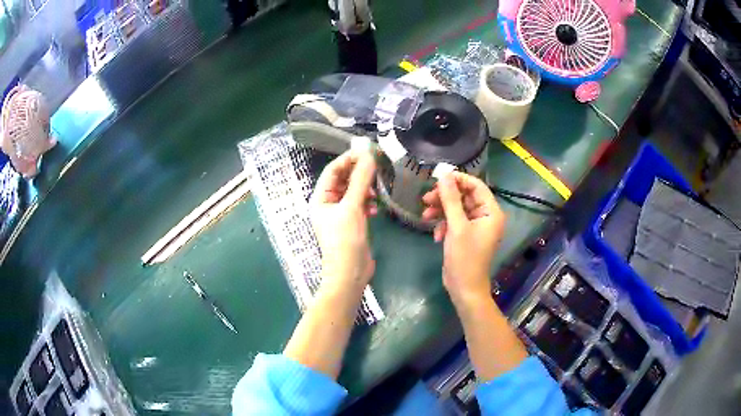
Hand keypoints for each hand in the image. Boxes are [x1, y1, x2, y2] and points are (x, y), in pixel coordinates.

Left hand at [310, 150, 377, 293]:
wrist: (349, 273)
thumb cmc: (345, 240)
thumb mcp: (352, 208)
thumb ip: (360, 181)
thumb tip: (368, 156)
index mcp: (320, 198)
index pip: (332, 171)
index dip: (348, 159)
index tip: (367, 152)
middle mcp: (328, 204)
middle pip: (343, 180)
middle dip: (358, 174)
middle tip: (377, 167)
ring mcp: (340, 214)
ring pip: (353, 192)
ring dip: (365, 189)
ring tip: (376, 192)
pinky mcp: (352, 222)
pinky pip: (360, 204)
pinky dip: (368, 203)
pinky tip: (375, 208)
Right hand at [421, 173, 504, 306]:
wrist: (464, 289)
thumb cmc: (465, 258)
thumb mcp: (457, 227)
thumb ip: (451, 200)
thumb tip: (444, 175)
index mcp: (491, 212)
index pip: (476, 186)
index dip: (458, 180)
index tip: (438, 178)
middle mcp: (485, 216)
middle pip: (464, 196)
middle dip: (445, 198)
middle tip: (426, 198)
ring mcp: (475, 226)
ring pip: (456, 208)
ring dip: (440, 210)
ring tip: (425, 216)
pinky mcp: (465, 234)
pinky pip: (453, 221)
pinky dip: (443, 224)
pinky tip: (436, 235)